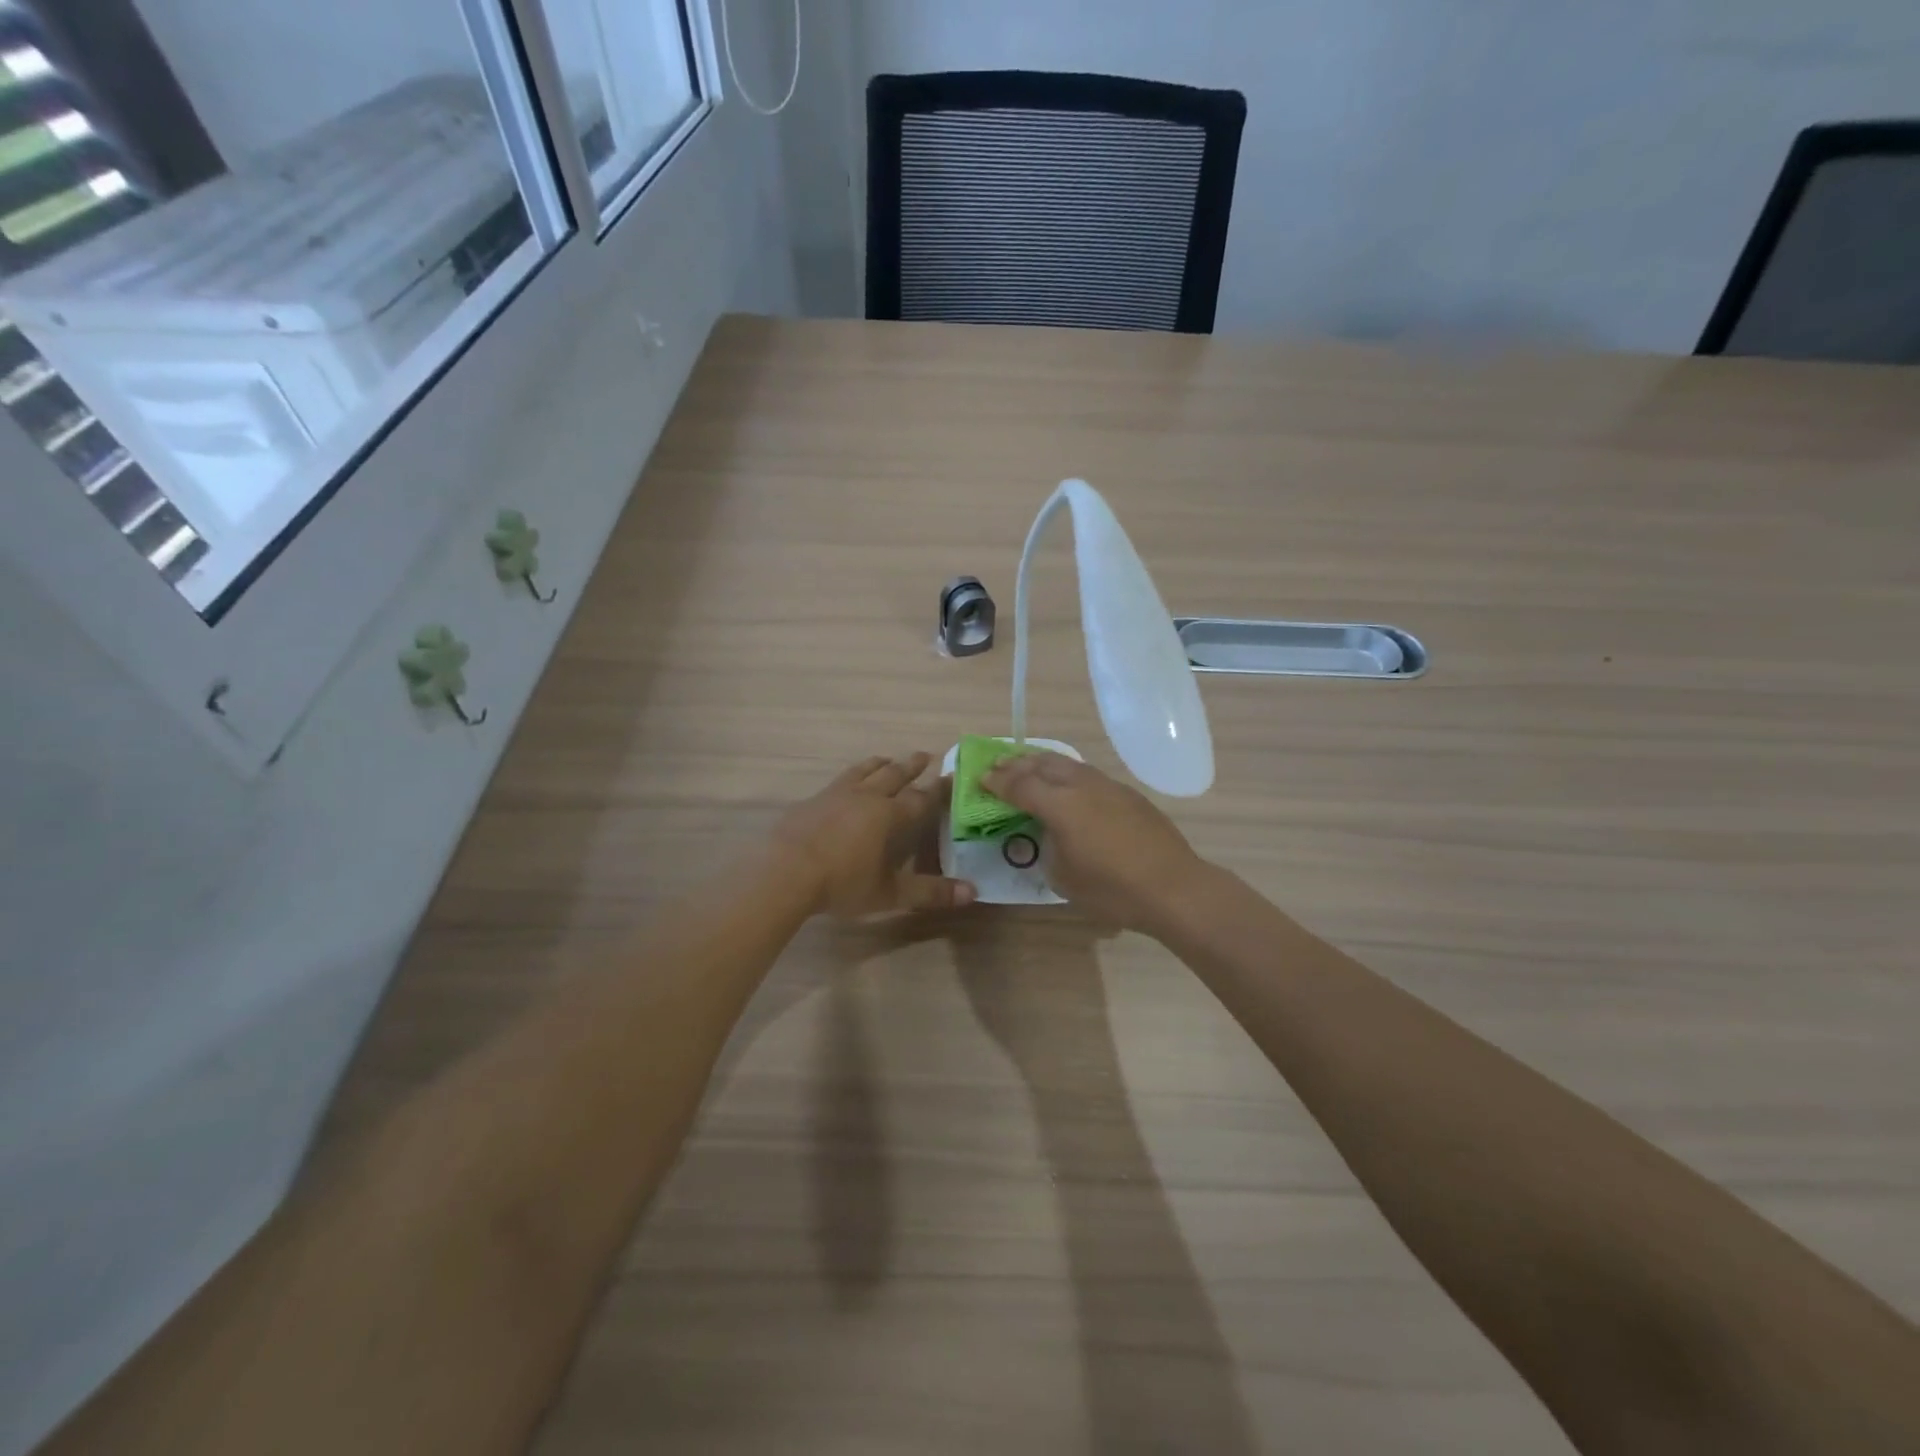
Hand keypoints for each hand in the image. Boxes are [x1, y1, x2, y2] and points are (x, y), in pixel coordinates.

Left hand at [775, 753, 975, 917]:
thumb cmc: (842, 883)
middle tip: (924, 755)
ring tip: (887, 759)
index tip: (951, 778)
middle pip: (893, 775)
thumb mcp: (889, 893)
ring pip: (863, 771)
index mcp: (888, 815)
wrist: (785, 872)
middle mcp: (865, 797)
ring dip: (879, 764)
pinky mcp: (811, 801)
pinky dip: (850, 778)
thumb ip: (930, 892)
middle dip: (911, 766)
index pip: (921, 798)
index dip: (937, 790)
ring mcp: (835, 795)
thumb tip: (973, 892)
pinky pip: (837, 782)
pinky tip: (844, 786)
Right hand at [983, 753, 1208, 931]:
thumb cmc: (1111, 889)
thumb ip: (1047, 847)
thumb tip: (1048, 834)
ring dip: (1043, 763)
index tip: (981, 779)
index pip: (1020, 785)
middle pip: (1042, 764)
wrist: (1173, 887)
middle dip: (1017, 764)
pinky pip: (1088, 775)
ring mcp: (1108, 786)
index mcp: (1060, 805)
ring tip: (1029, 768)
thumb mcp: (1063, 877)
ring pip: (1068, 763)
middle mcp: (1082, 786)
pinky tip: (1068, 786)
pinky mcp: (1128, 794)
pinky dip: (1068, 774)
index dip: (997, 781)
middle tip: (998, 767)